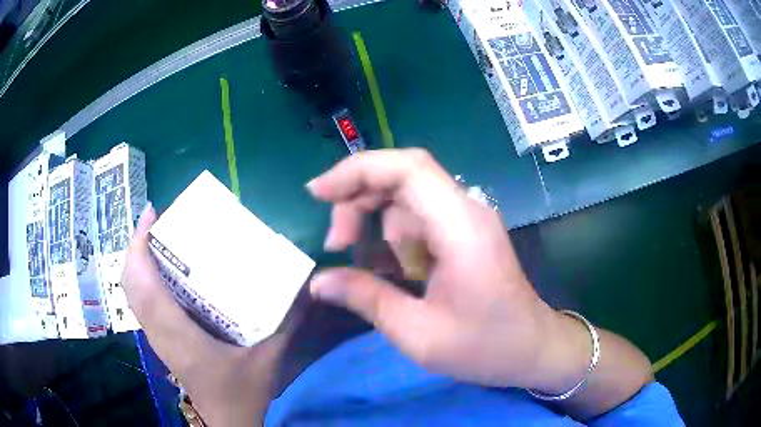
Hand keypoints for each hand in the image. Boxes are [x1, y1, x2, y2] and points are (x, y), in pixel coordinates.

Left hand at [122, 205, 291, 425]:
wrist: (226, 419)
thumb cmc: (242, 391)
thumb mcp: (269, 357)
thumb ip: (287, 322)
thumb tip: (305, 286)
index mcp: (178, 333)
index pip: (144, 284)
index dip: (140, 246)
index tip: (151, 213)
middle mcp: (158, 331)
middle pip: (131, 282)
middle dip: (136, 245)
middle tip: (156, 221)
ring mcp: (155, 337)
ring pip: (131, 292)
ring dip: (137, 260)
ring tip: (156, 238)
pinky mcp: (159, 340)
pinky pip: (140, 302)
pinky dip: (142, 278)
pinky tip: (162, 271)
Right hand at [306, 149, 556, 387]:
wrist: (533, 349)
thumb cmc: (485, 346)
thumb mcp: (419, 333)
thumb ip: (366, 299)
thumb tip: (318, 283)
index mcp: (459, 226)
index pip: (406, 168)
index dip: (356, 171)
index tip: (317, 193)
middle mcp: (465, 211)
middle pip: (401, 177)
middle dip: (358, 202)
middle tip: (337, 245)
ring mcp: (467, 220)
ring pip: (406, 198)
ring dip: (374, 222)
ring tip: (360, 265)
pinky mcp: (464, 234)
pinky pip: (418, 219)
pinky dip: (393, 237)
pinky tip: (387, 269)